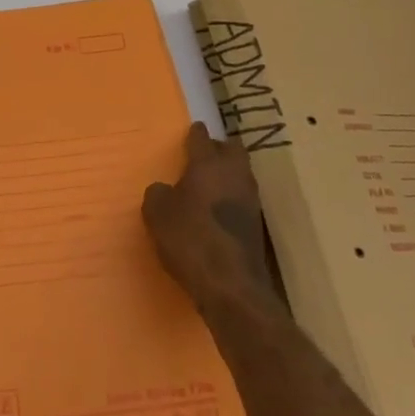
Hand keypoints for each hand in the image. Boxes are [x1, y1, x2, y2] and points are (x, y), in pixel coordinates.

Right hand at [143, 122, 277, 311]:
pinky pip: (243, 199)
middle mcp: (234, 175)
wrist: (231, 285)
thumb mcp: (157, 213)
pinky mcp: (257, 225)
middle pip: (232, 150)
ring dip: (228, 174)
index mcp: (208, 164)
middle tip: (203, 155)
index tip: (193, 130)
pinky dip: (231, 199)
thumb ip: (158, 194)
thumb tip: (164, 190)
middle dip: (219, 148)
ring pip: (241, 174)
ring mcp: (251, 200)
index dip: (195, 133)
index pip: (202, 138)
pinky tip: (218, 211)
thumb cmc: (189, 239)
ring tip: (209, 183)